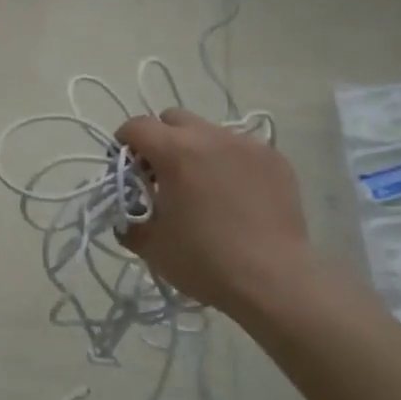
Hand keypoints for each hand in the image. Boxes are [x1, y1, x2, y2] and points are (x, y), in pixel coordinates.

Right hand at [114, 109, 314, 320]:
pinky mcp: (275, 159)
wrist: (273, 280)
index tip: (128, 169)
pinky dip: (231, 163)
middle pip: (174, 119)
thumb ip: (129, 220)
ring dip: (198, 150)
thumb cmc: (204, 261)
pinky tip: (238, 196)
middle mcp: (210, 136)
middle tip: (164, 175)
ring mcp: (247, 145)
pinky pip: (242, 149)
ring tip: (205, 187)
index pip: (136, 126)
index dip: (124, 143)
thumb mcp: (151, 246)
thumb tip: (127, 213)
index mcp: (174, 151)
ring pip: (210, 133)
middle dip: (161, 139)